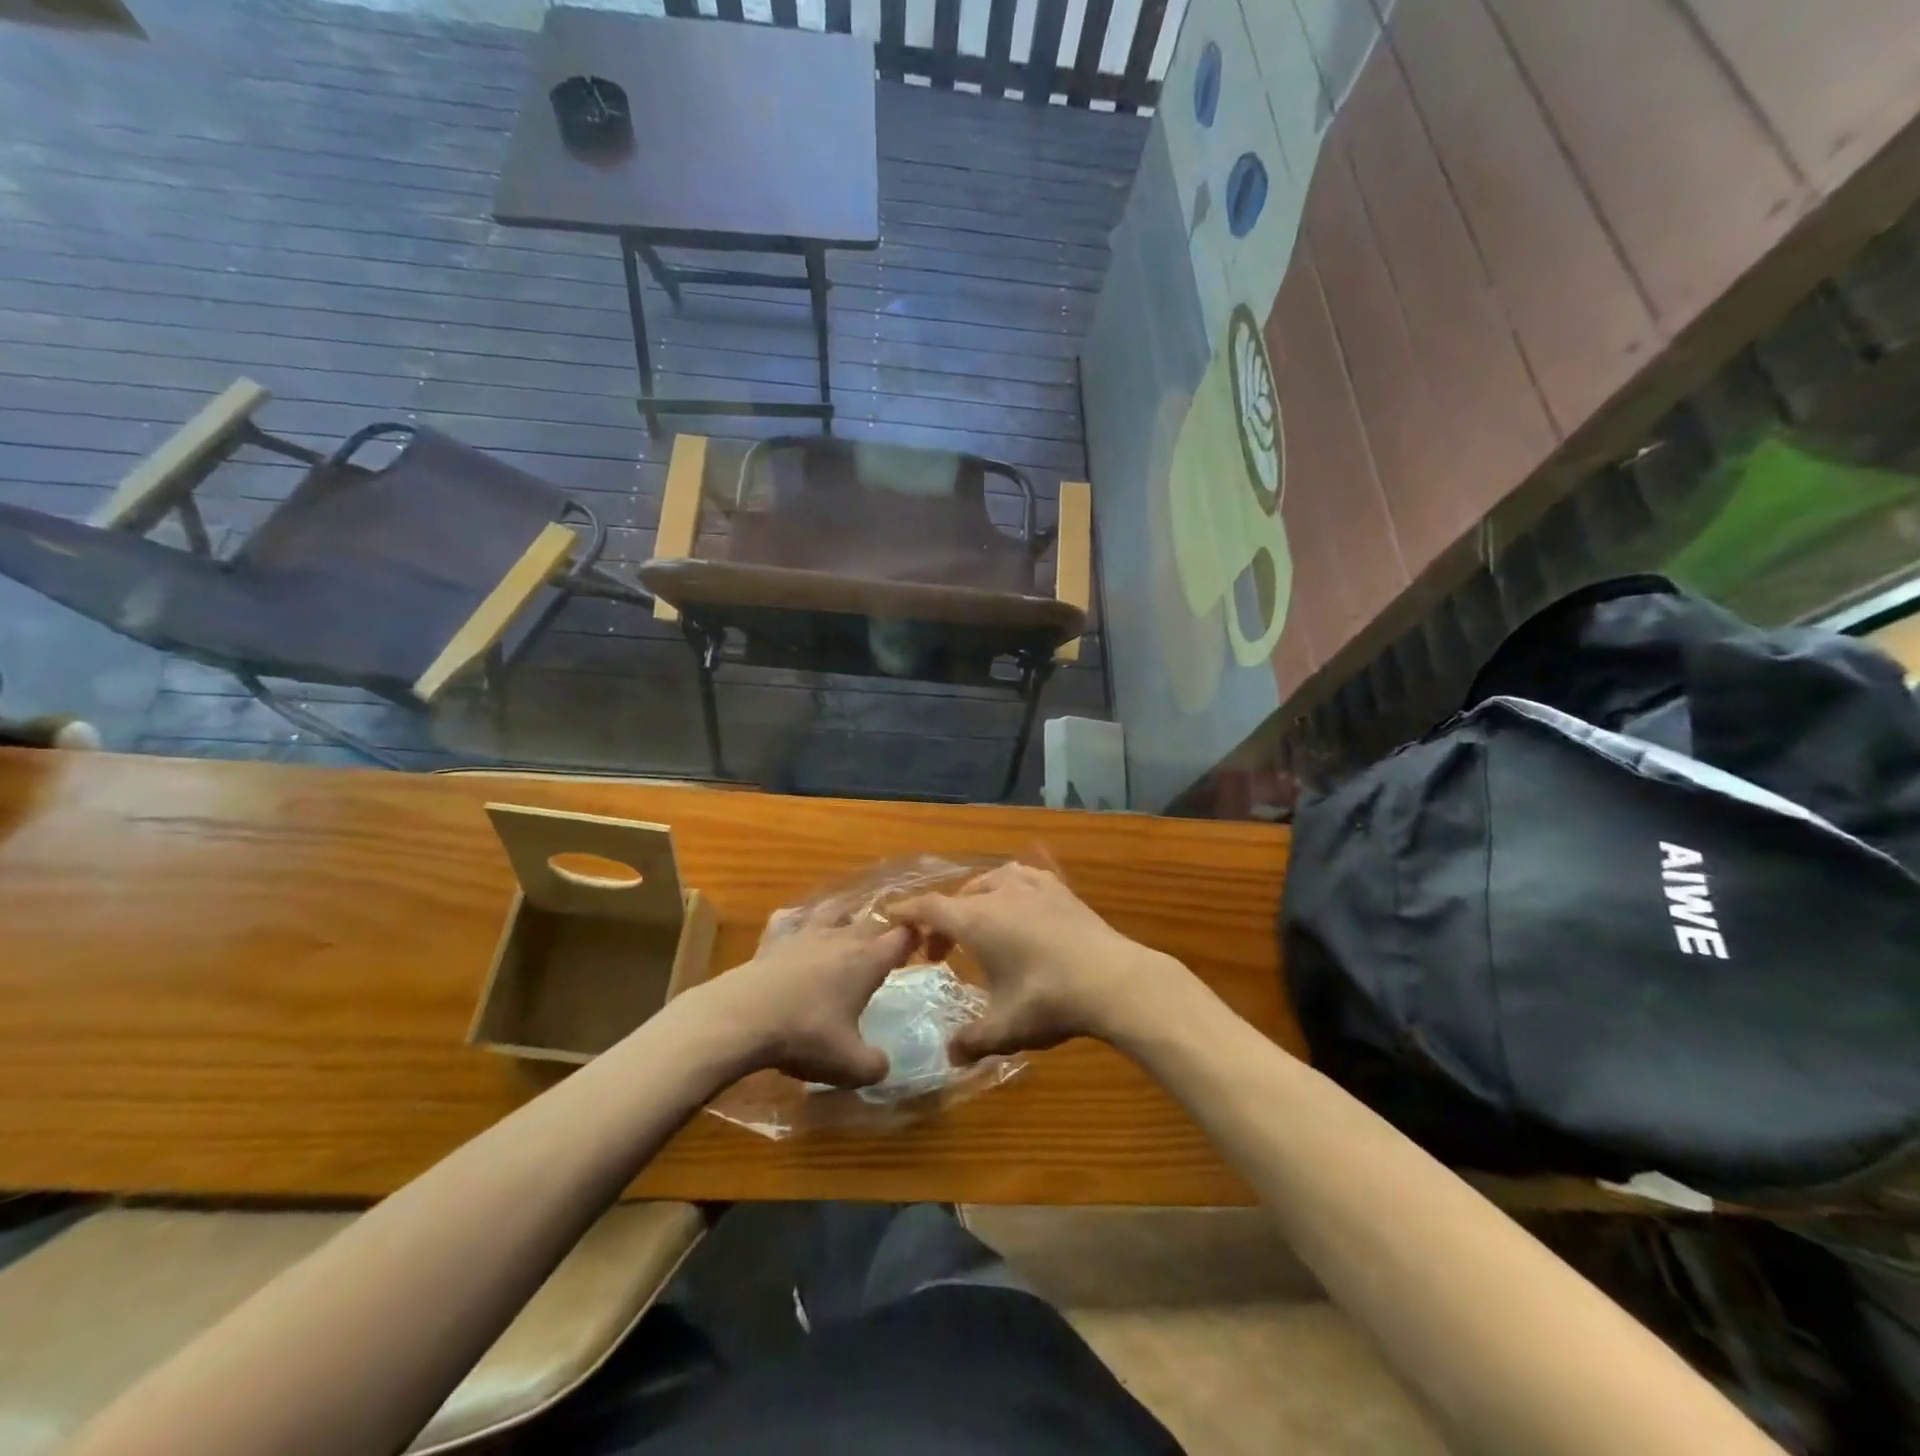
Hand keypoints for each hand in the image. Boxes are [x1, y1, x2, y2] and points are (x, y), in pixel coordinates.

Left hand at [680, 910, 911, 1087]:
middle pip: (872, 920)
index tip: (924, 945)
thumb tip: (884, 1066)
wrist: (743, 1018)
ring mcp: (806, 933)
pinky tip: (795, 931)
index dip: (916, 938)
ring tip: (848, 928)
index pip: (903, 936)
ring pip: (834, 910)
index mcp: (867, 960)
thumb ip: (875, 1066)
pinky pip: (790, 919)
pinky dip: (796, 922)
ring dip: (845, 916)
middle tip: (888, 946)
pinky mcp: (774, 938)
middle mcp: (841, 937)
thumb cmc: (805, 1036)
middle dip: (885, 929)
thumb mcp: (850, 1065)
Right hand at [892, 864, 1188, 1061]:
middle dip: (940, 921)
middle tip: (938, 952)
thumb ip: (971, 1041)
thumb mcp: (1005, 1029)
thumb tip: (950, 1056)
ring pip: (988, 883)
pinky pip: (1020, 878)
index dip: (906, 913)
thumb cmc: (1050, 1001)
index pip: (929, 908)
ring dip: (972, 902)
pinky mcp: (1058, 888)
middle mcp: (998, 893)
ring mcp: (1031, 885)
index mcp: (976, 920)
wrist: (1114, 980)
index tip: (890, 918)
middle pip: (956, 897)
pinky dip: (1005, 890)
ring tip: (975, 926)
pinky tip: (1016, 907)